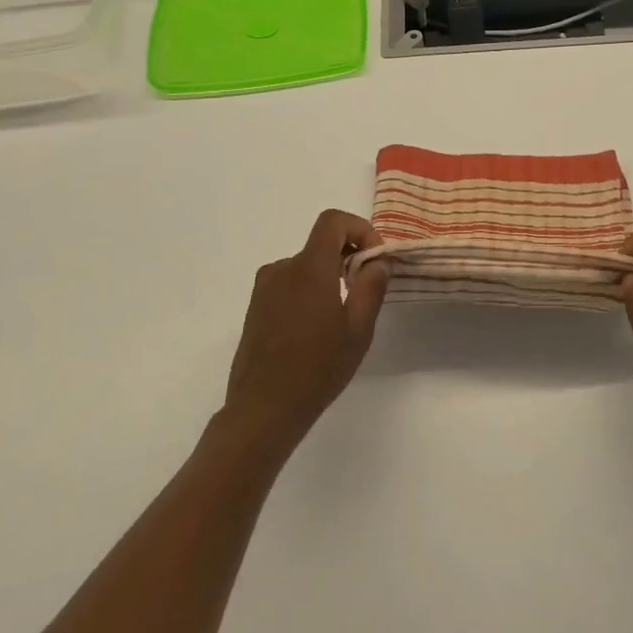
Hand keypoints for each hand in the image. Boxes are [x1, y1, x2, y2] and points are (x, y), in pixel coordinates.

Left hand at [223, 210, 388, 454]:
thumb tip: (377, 261)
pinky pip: (290, 284)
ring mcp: (265, 289)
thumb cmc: (317, 368)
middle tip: (367, 290)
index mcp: (309, 268)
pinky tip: (317, 330)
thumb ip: (372, 286)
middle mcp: (282, 269)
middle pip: (321, 244)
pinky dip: (310, 291)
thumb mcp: (359, 329)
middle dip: (349, 257)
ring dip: (329, 277)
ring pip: (306, 266)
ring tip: (342, 316)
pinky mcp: (255, 308)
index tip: (374, 259)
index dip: (360, 229)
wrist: (262, 411)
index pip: (333, 221)